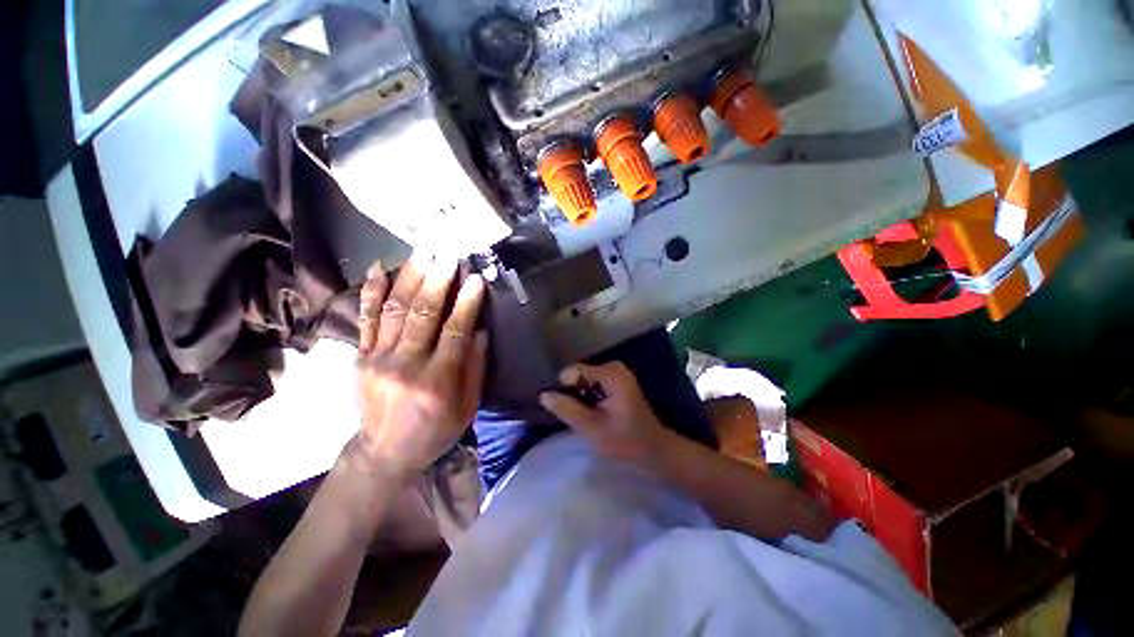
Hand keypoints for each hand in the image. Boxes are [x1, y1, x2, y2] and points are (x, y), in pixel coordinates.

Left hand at [351, 254, 487, 477]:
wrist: (384, 452)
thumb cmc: (435, 431)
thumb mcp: (467, 408)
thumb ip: (475, 368)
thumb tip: (479, 330)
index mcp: (436, 381)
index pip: (454, 332)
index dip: (466, 303)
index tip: (476, 278)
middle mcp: (404, 365)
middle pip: (421, 315)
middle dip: (437, 281)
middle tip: (449, 255)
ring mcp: (377, 358)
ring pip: (394, 310)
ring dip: (410, 277)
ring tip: (424, 252)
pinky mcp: (361, 355)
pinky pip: (366, 318)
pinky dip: (372, 290)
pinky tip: (379, 267)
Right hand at [539, 362, 675, 465]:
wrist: (656, 451)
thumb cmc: (626, 441)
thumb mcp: (592, 428)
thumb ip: (567, 409)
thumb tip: (544, 395)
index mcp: (611, 373)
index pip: (573, 371)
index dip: (564, 389)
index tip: (565, 410)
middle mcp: (614, 367)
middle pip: (579, 374)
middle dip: (573, 393)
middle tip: (575, 415)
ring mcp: (617, 374)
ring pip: (585, 380)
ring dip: (580, 397)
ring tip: (583, 416)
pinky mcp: (618, 382)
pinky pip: (594, 384)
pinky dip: (589, 397)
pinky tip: (592, 413)